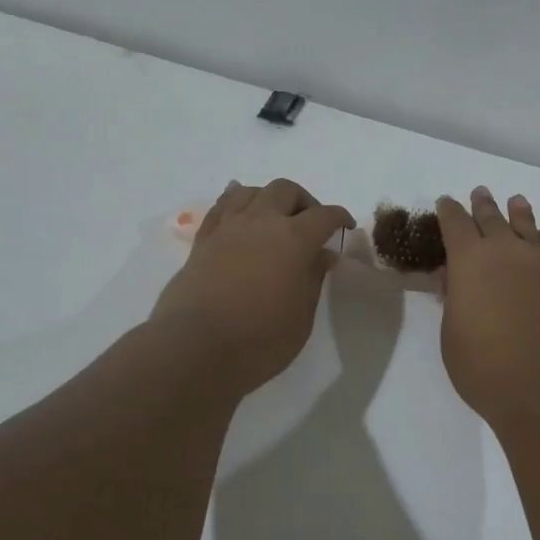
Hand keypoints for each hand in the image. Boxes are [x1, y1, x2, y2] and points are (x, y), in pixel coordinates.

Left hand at [152, 179, 355, 395]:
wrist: (194, 348)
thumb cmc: (259, 339)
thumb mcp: (301, 315)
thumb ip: (313, 278)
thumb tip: (322, 254)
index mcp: (293, 239)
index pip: (324, 215)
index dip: (339, 217)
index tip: (345, 227)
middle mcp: (261, 222)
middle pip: (285, 190)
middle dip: (303, 202)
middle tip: (310, 226)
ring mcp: (227, 228)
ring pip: (250, 191)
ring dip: (268, 199)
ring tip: (274, 221)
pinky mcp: (202, 241)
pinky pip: (221, 207)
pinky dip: (235, 204)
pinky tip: (241, 218)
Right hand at [435, 187, 539, 430]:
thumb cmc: (487, 366)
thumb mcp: (453, 336)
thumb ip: (454, 303)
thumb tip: (455, 282)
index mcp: (469, 261)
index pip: (455, 225)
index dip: (449, 212)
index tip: (446, 202)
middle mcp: (507, 252)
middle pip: (493, 219)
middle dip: (483, 205)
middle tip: (480, 192)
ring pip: (529, 228)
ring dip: (520, 214)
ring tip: (517, 201)